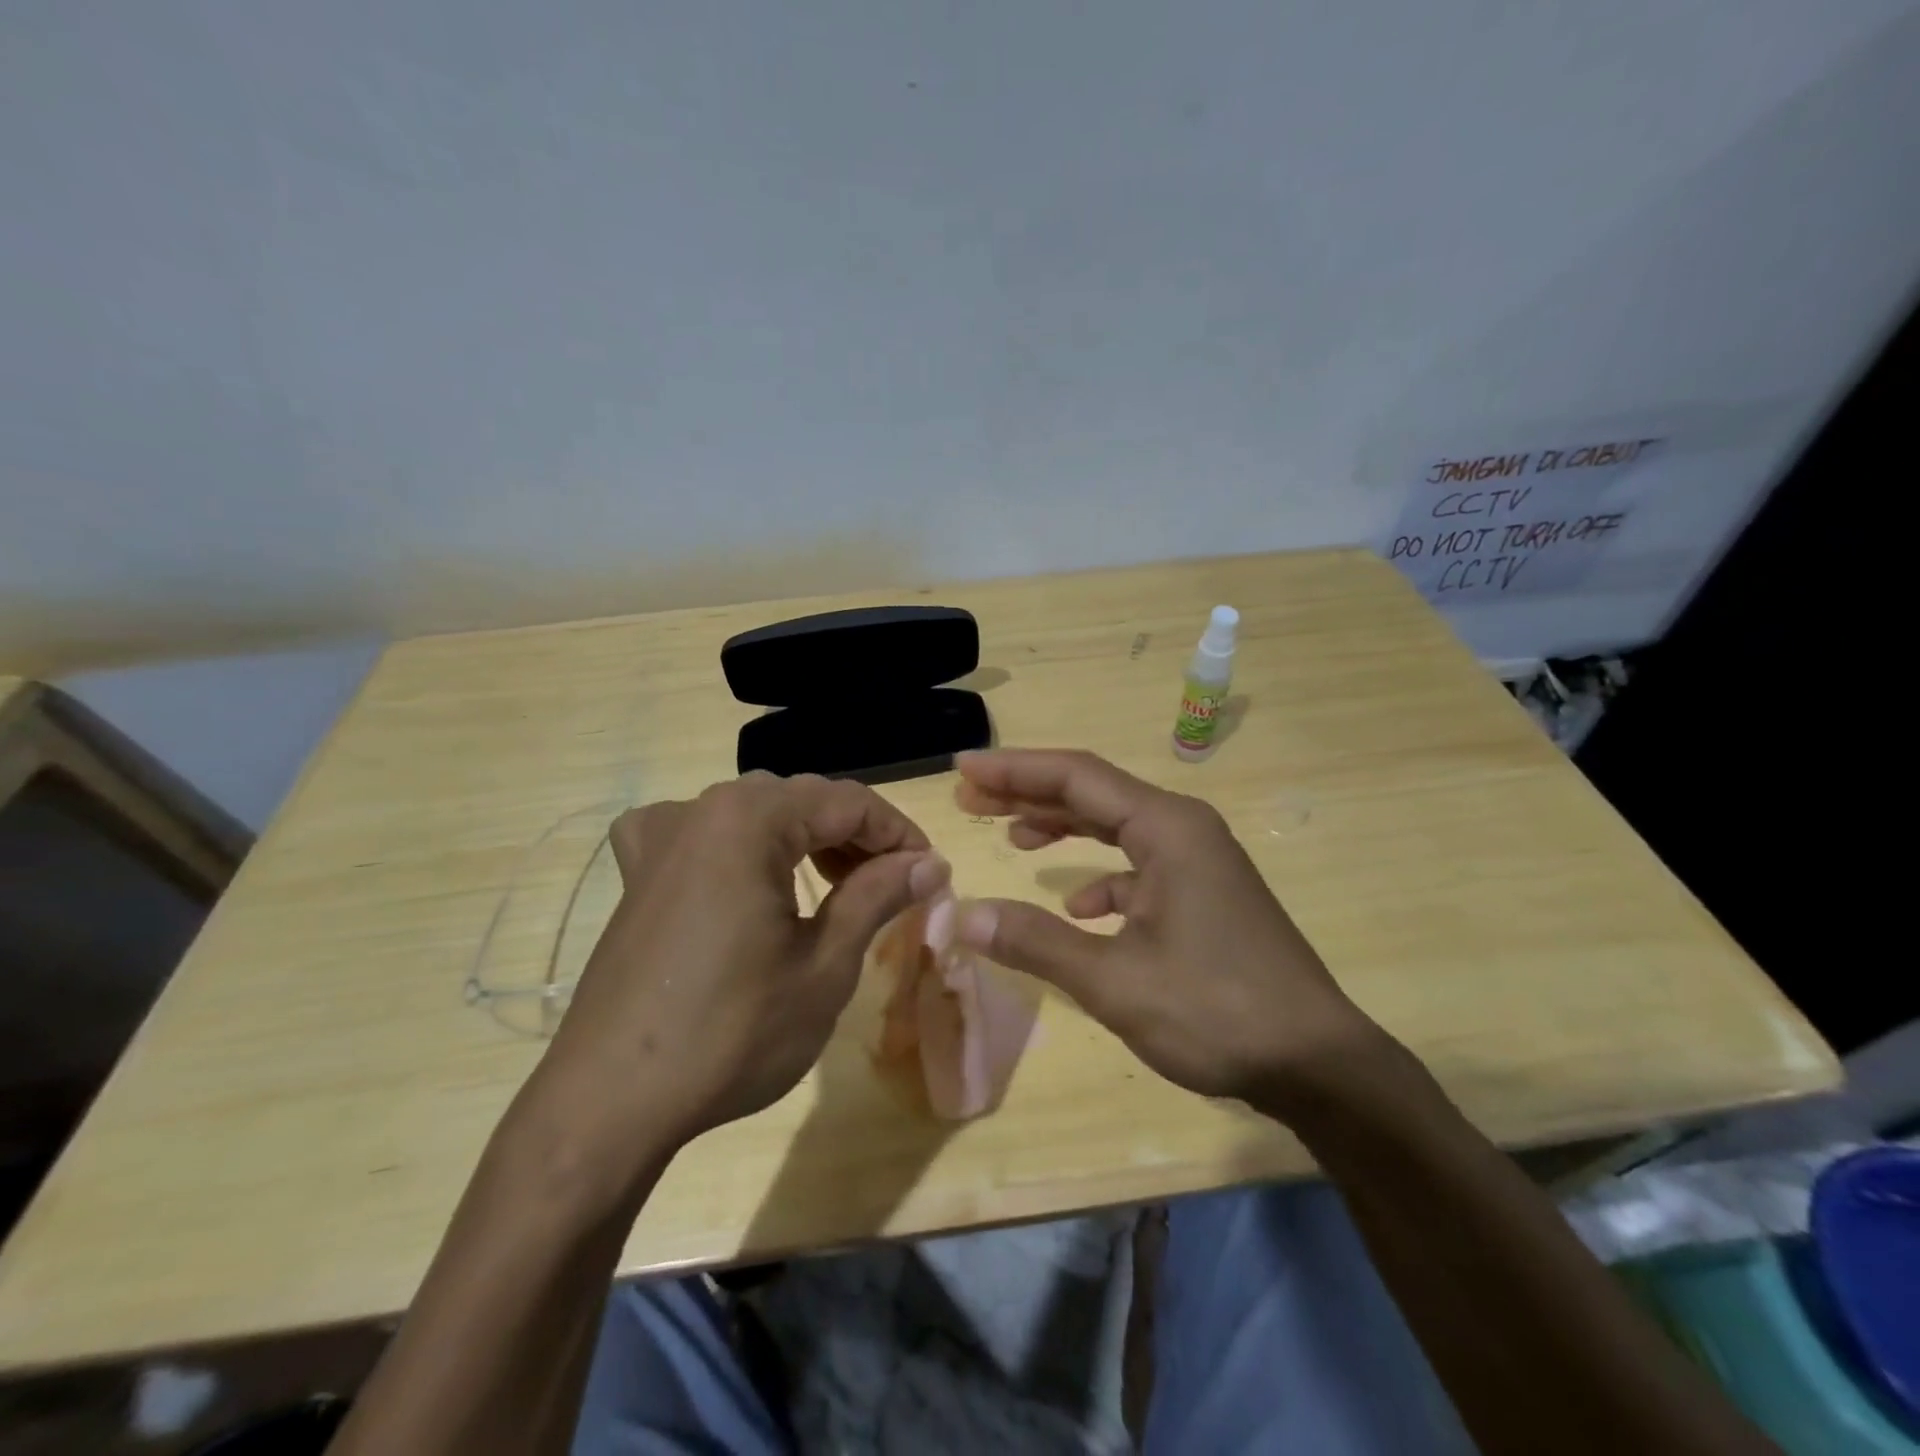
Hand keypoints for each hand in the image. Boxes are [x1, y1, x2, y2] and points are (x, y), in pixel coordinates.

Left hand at [537, 773, 949, 1164]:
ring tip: (839, 883)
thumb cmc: (732, 1033)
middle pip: (803, 801)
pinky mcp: (637, 873)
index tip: (930, 873)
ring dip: (805, 839)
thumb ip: (878, 895)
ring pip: (756, 813)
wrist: (610, 1103)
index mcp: (751, 818)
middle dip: (856, 836)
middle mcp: (703, 808)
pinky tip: (743, 871)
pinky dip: (738, 843)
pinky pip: (700, 832)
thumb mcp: (825, 965)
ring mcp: (661, 837)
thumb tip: (930, 863)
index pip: (848, 803)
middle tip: (894, 884)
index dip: (899, 833)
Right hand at [951, 749, 1386, 1106]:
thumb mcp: (1115, 981)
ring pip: (1116, 827)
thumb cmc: (1217, 1012)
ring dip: (1063, 828)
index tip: (963, 768)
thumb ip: (1036, 942)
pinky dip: (1102, 877)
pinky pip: (1140, 866)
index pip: (1075, 776)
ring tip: (1012, 836)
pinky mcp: (1206, 893)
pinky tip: (1079, 908)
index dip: (1013, 770)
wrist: (1319, 1065)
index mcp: (1166, 828)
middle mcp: (1184, 828)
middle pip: (1093, 793)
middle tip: (970, 797)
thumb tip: (964, 917)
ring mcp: (1199, 861)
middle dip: (1029, 793)